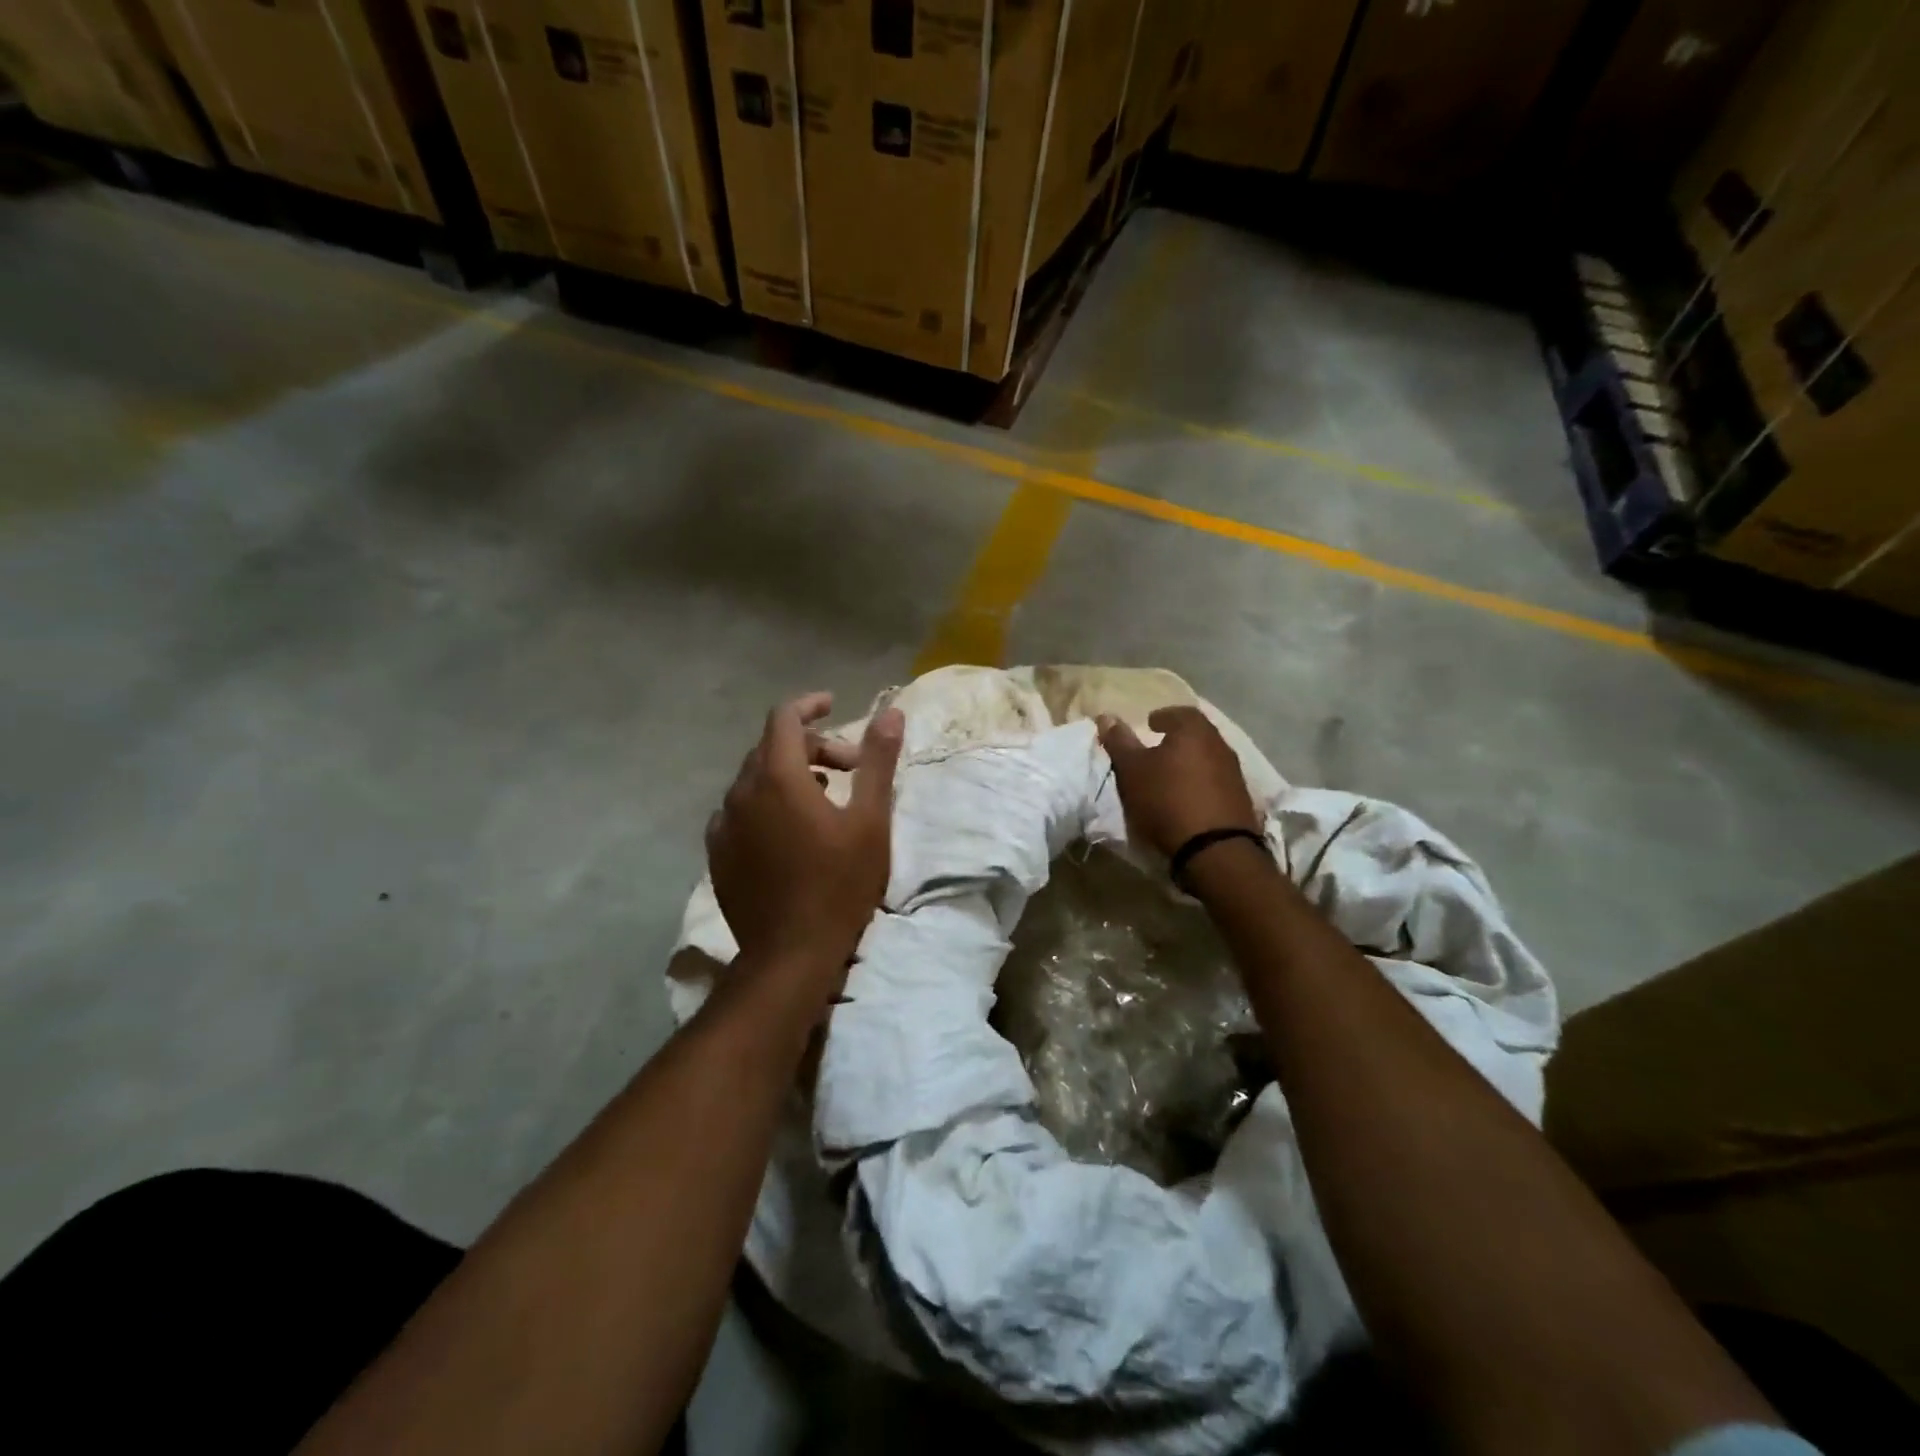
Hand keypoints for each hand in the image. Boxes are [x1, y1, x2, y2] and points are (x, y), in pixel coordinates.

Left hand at [707, 693, 905, 987]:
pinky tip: (788, 830)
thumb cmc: (839, 883)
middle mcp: (742, 792)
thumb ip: (878, 761)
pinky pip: (740, 811)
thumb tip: (891, 712)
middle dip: (811, 746)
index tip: (833, 706)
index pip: (784, 718)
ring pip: (754, 779)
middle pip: (771, 747)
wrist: (790, 954)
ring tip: (825, 797)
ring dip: (789, 775)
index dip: (809, 705)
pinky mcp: (718, 854)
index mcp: (778, 776)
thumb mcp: (871, 820)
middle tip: (850, 768)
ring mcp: (724, 825)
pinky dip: (766, 804)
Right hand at [1098, 706, 1259, 858]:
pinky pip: (1216, 781)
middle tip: (1158, 748)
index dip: (1162, 717)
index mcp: (1194, 731)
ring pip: (1208, 758)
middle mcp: (1219, 745)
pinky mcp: (1241, 799)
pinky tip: (1188, 797)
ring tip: (1170, 775)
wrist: (1215, 848)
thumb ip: (1119, 742)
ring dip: (1190, 762)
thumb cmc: (1167, 800)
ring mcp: (1234, 773)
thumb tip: (1106, 716)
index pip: (1179, 712)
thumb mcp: (1132, 770)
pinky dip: (1201, 783)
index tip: (1150, 725)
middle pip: (1196, 734)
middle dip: (1177, 739)